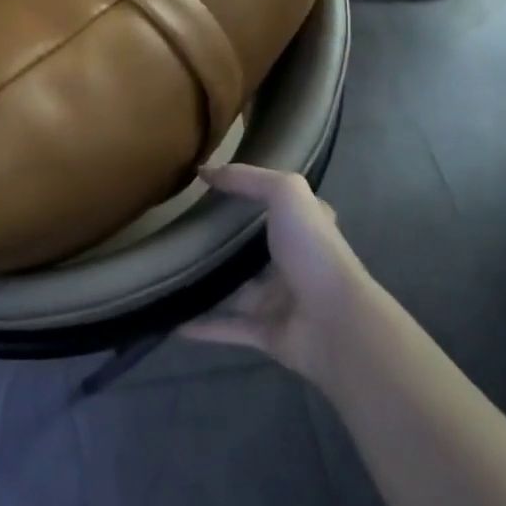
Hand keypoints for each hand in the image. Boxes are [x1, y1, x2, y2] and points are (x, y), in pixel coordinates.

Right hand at [181, 163, 369, 386]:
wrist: (336, 325)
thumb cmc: (313, 252)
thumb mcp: (286, 194)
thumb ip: (247, 179)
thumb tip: (204, 172)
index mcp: (304, 230)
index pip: (279, 206)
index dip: (253, 194)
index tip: (214, 188)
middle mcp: (294, 263)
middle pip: (252, 249)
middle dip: (222, 241)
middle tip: (179, 229)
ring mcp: (280, 301)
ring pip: (235, 289)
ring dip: (208, 283)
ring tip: (169, 272)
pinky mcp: (266, 333)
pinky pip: (227, 326)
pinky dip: (201, 326)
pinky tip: (172, 320)